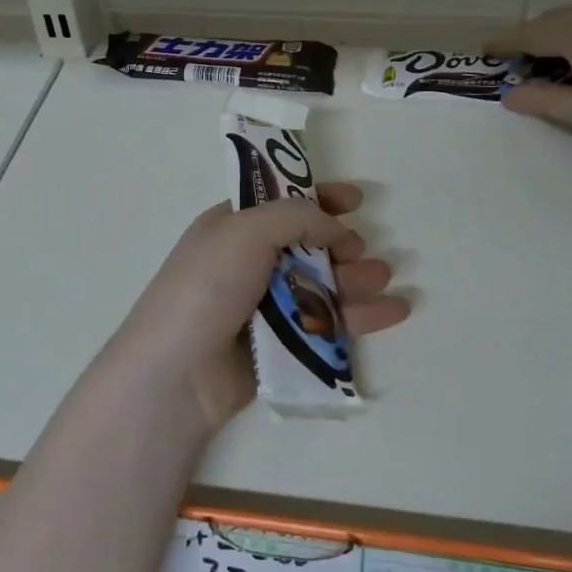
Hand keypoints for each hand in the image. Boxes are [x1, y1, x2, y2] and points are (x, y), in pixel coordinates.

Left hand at [108, 183, 409, 431]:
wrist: (178, 372)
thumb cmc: (207, 287)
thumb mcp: (245, 230)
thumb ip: (296, 217)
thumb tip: (336, 227)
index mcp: (234, 228)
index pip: (281, 204)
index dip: (318, 198)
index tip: (356, 199)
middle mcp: (250, 264)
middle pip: (309, 246)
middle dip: (342, 245)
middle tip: (361, 252)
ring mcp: (266, 308)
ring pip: (324, 286)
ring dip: (356, 279)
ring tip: (382, 279)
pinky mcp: (283, 347)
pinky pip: (329, 325)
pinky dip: (362, 317)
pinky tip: (394, 311)